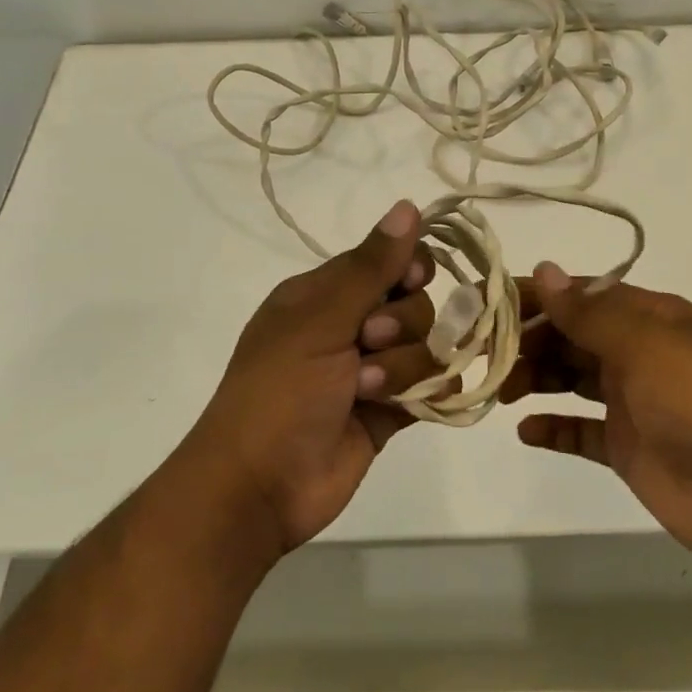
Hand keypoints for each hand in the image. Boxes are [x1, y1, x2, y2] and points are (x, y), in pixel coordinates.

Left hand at [179, 200, 440, 556]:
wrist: (260, 486)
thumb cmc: (279, 390)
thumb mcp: (320, 320)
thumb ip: (371, 267)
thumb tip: (408, 205)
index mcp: (323, 295)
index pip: (387, 261)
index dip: (408, 269)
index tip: (409, 281)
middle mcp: (350, 326)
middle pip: (414, 303)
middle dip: (400, 324)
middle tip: (367, 343)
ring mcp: (371, 370)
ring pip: (426, 347)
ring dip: (402, 367)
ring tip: (366, 391)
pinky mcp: (390, 412)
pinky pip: (431, 387)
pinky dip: (426, 393)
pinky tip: (405, 406)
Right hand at [499, 263, 691, 574]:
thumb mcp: (647, 346)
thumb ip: (590, 312)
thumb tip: (545, 270)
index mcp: (649, 318)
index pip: (580, 296)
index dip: (533, 296)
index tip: (484, 302)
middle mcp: (638, 353)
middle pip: (570, 336)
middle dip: (526, 340)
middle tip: (479, 353)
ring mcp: (633, 402)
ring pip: (570, 379)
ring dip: (533, 378)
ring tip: (497, 388)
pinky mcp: (628, 448)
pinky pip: (581, 431)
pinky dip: (554, 427)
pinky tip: (525, 430)